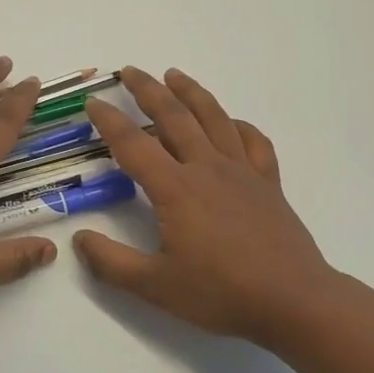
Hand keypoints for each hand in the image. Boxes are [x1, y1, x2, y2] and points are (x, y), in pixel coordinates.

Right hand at [74, 67, 339, 348]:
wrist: (294, 301)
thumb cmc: (222, 293)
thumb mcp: (156, 286)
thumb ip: (111, 263)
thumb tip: (79, 239)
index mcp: (176, 188)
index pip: (133, 144)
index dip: (109, 121)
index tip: (93, 103)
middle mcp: (207, 168)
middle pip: (174, 116)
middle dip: (148, 90)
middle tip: (129, 71)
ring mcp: (242, 171)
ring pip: (213, 117)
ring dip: (191, 92)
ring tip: (174, 75)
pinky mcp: (268, 182)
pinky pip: (252, 141)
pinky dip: (238, 125)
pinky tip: (230, 123)